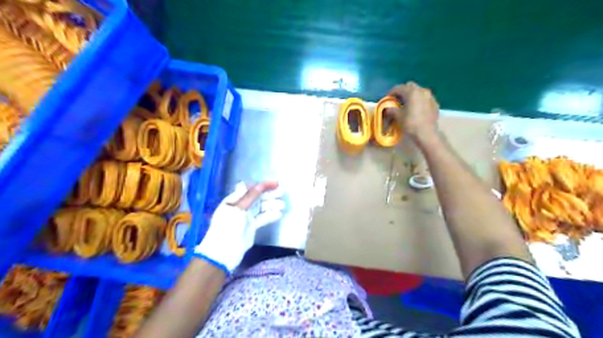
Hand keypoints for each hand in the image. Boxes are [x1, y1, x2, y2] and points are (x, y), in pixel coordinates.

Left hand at [194, 181, 284, 273]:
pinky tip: (279, 214)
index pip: (250, 189)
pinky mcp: (252, 227)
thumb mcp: (237, 208)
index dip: (263, 186)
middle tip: (282, 191)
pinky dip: (271, 216)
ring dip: (272, 205)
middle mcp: (241, 207)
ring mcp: (247, 217)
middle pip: (257, 198)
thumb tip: (252, 183)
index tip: (275, 183)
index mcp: (234, 200)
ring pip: (262, 208)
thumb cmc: (228, 226)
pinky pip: (263, 218)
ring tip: (282, 205)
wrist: (224, 251)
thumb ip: (248, 197)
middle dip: (269, 194)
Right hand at [386, 81, 439, 142]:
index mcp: (412, 92)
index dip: (391, 92)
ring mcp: (430, 96)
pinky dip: (420, 101)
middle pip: (410, 86)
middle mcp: (422, 90)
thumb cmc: (411, 123)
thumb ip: (392, 110)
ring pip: (419, 91)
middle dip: (403, 91)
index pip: (398, 88)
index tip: (387, 99)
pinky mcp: (435, 103)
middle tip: (398, 100)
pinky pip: (425, 98)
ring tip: (407, 104)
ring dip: (412, 95)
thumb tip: (388, 109)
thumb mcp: (398, 116)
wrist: (427, 133)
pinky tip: (417, 109)